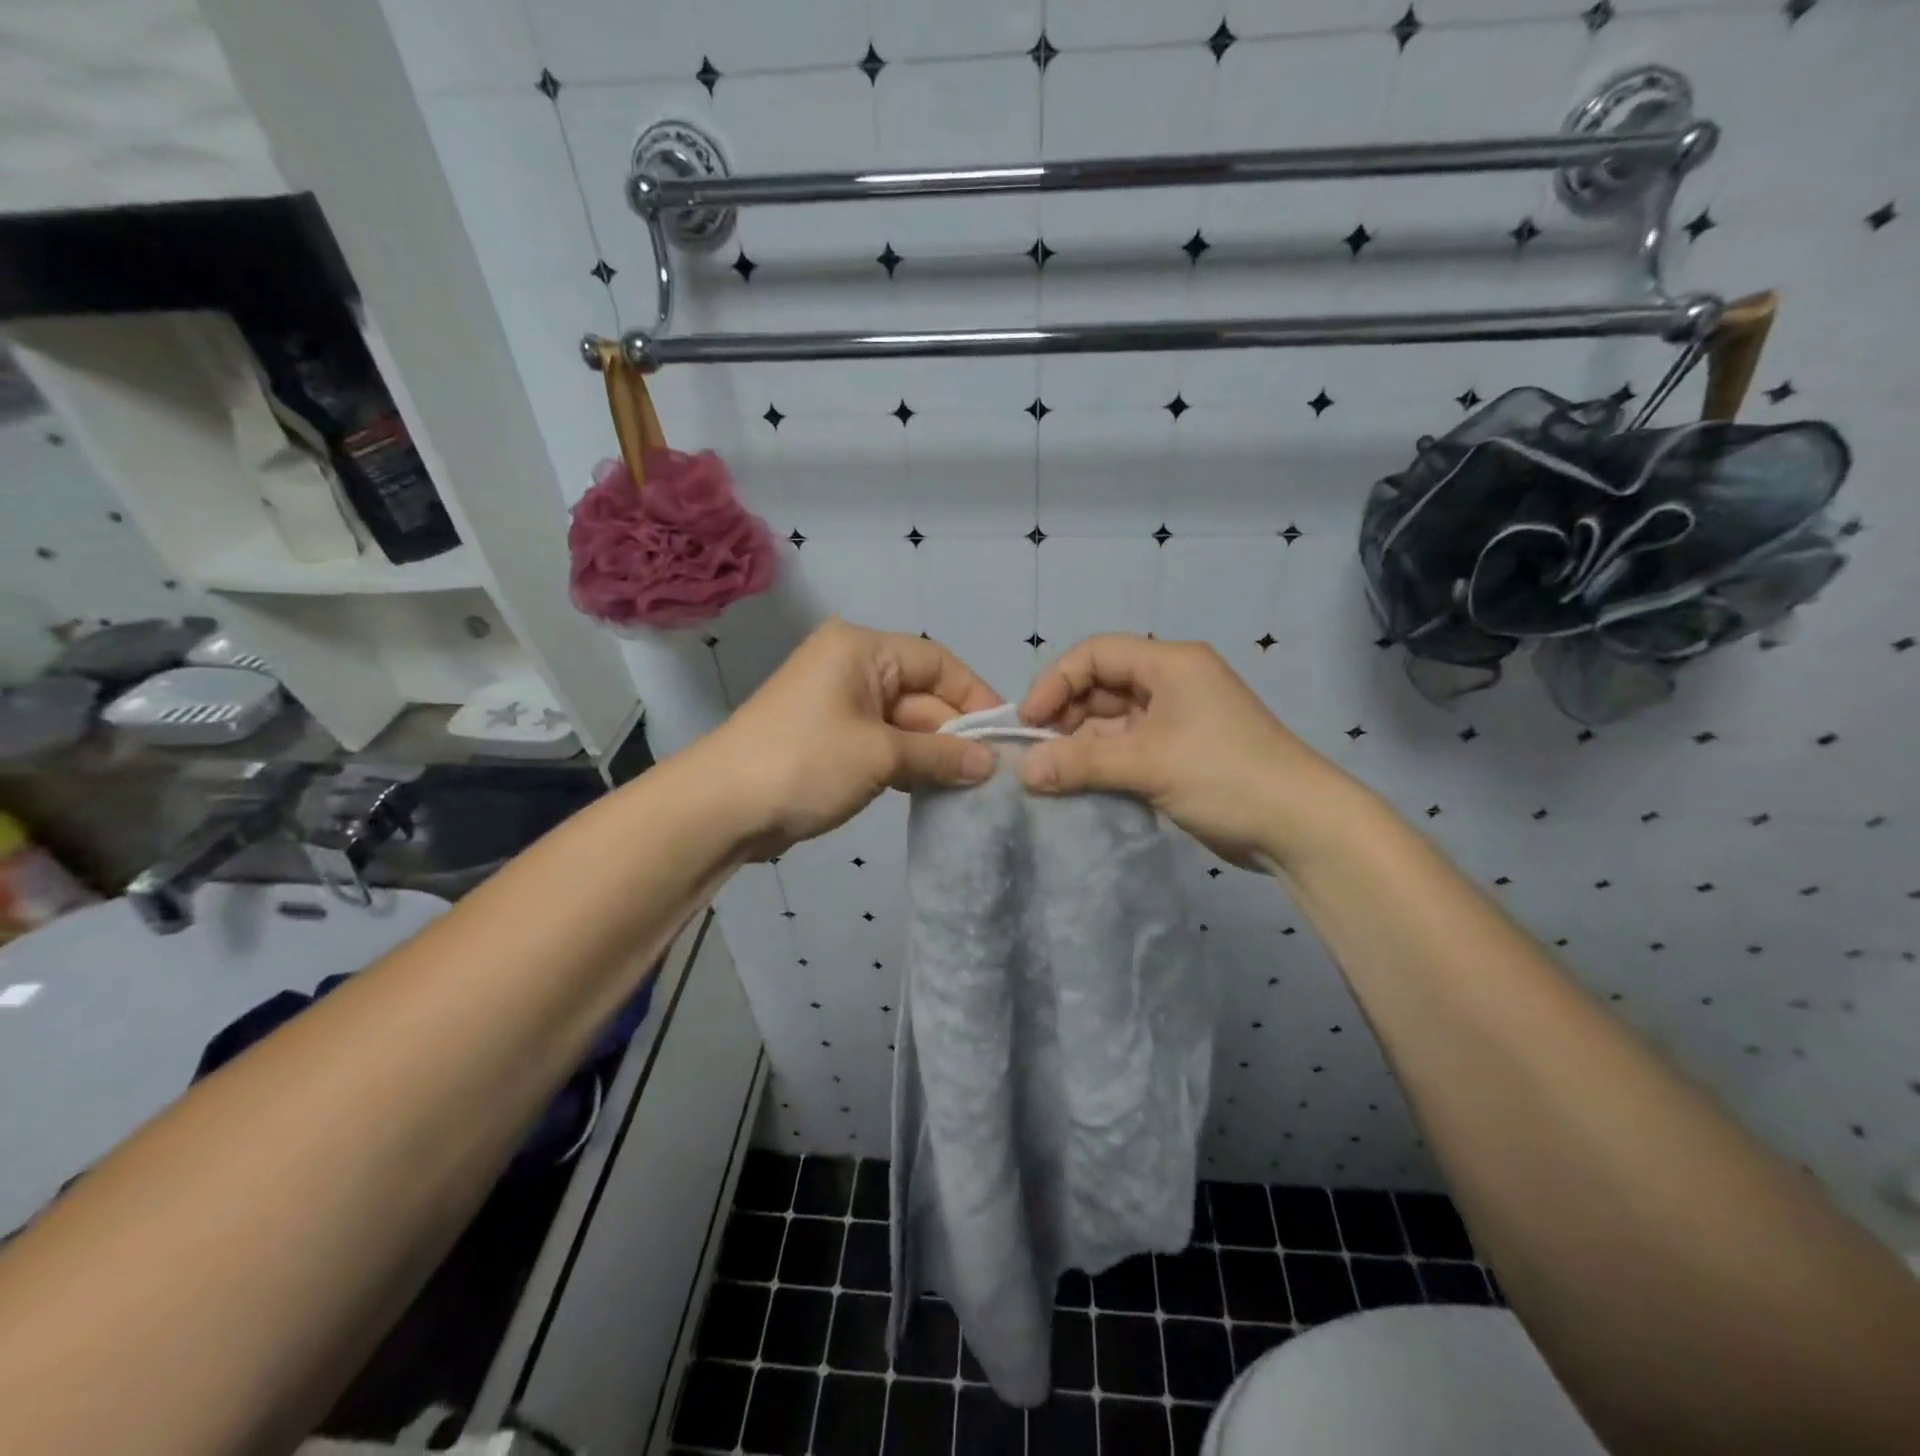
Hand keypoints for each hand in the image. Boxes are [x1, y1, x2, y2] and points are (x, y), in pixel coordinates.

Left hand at [699, 619, 1002, 856]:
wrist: (720, 808)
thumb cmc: (805, 763)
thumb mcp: (881, 756)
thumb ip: (941, 755)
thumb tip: (990, 764)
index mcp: (861, 650)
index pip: (937, 661)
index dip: (975, 695)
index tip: (1005, 734)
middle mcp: (850, 668)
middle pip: (921, 694)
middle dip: (954, 732)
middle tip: (994, 772)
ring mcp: (837, 705)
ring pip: (903, 723)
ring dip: (933, 753)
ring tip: (972, 785)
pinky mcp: (829, 740)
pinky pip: (881, 744)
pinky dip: (906, 765)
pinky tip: (934, 790)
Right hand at [1017, 634, 1364, 869]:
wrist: (1300, 827)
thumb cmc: (1225, 776)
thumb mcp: (1148, 764)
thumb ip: (1081, 763)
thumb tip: (1023, 772)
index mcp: (1170, 665)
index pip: (1096, 654)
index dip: (1056, 681)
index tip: (1028, 722)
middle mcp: (1171, 684)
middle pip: (1101, 686)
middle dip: (1065, 716)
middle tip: (1036, 754)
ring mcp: (1176, 720)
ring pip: (1111, 721)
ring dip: (1081, 744)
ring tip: (1051, 775)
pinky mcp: (1178, 754)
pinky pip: (1126, 748)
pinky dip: (1101, 762)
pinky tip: (1077, 784)